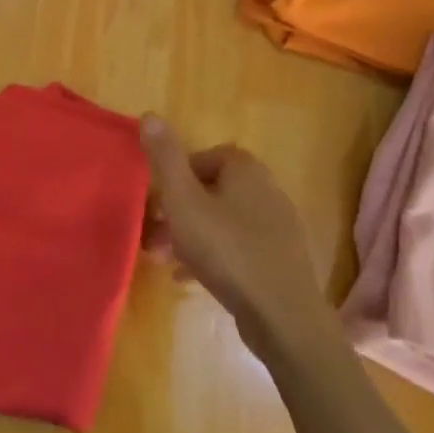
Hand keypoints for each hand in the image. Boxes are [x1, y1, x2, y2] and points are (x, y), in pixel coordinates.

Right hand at [140, 116, 328, 360]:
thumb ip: (165, 158)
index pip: (204, 157)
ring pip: (222, 221)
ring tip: (163, 258)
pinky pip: (238, 247)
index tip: (156, 201)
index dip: (175, 176)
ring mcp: (278, 227)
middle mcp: (267, 190)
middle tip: (152, 234)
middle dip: (178, 210)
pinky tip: (189, 278)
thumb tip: (150, 115)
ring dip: (190, 234)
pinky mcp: (281, 260)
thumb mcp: (183, 201)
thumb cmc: (227, 250)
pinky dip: (212, 256)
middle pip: (211, 191)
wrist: (283, 317)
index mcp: (246, 169)